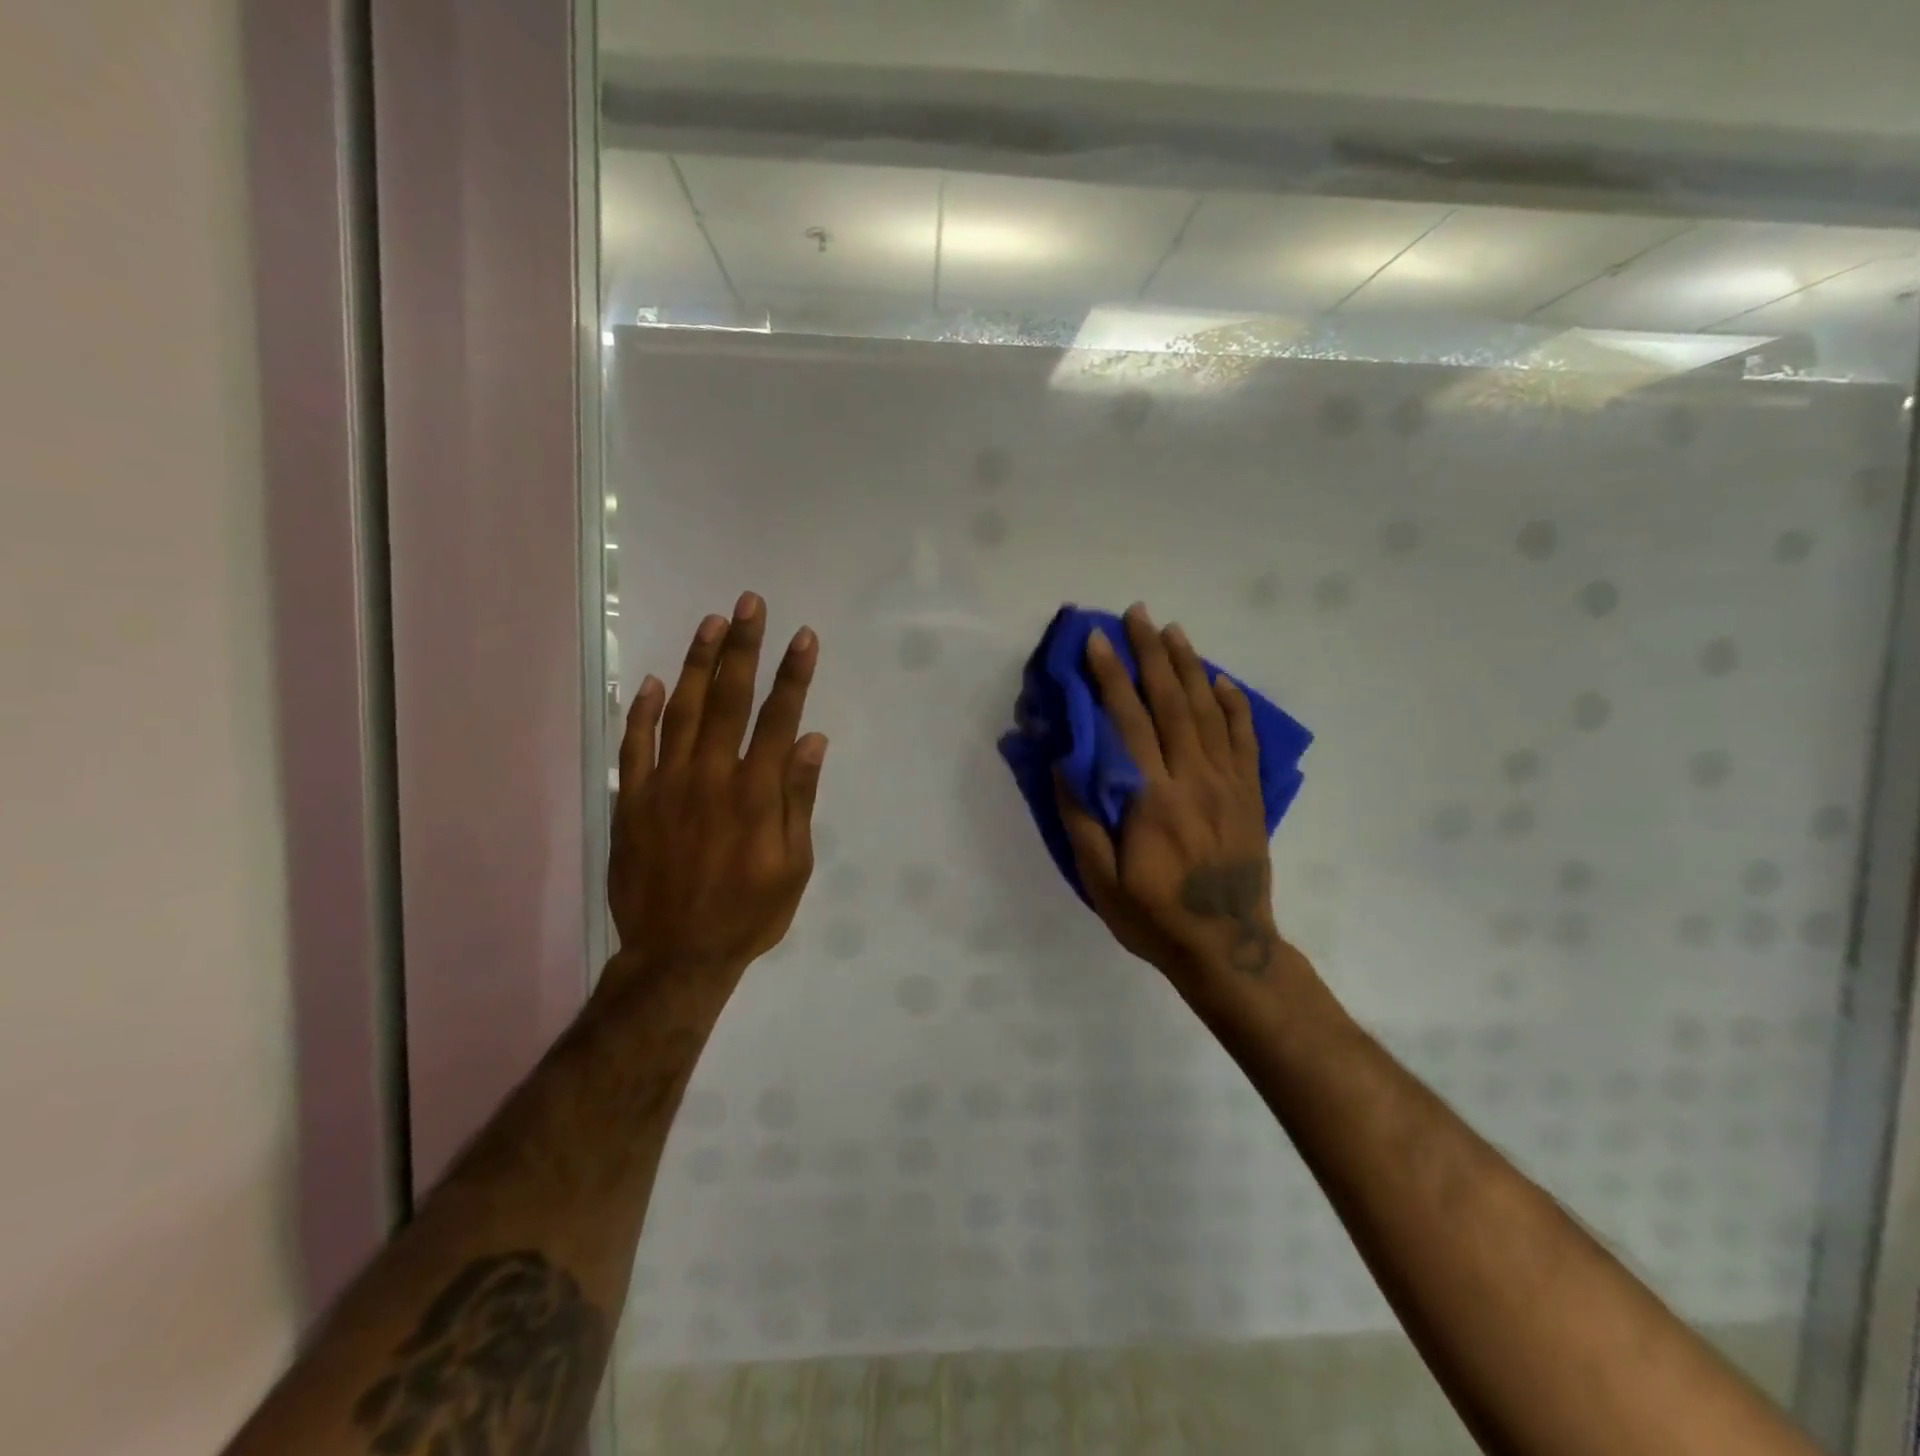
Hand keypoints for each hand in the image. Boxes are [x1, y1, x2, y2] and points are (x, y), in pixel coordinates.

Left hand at [606, 593, 825, 992]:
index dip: (793, 674)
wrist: (677, 956)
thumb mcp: (794, 865)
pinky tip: (650, 681)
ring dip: (697, 664)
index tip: (802, 636)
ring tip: (710, 623)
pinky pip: (633, 746)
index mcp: (756, 792)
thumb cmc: (748, 913)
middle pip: (729, 699)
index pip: (779, 718)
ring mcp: (665, 785)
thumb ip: (799, 798)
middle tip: (749, 603)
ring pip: (680, 710)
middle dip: (742, 647)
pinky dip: (640, 711)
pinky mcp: (631, 801)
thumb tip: (811, 740)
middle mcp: (711, 776)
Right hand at [1057, 604, 1285, 988]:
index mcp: (1151, 798)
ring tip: (1173, 631)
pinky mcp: (1250, 795)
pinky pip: (1243, 739)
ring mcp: (1228, 784)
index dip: (1110, 678)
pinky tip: (1221, 681)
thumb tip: (1066, 763)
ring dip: (1189, 667)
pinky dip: (1233, 705)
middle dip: (1150, 654)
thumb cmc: (1154, 917)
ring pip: (1207, 712)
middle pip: (1169, 703)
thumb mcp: (1101, 881)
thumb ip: (1081, 820)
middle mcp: (1192, 779)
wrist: (1228, 948)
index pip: (1127, 722)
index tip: (1097, 641)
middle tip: (1137, 615)